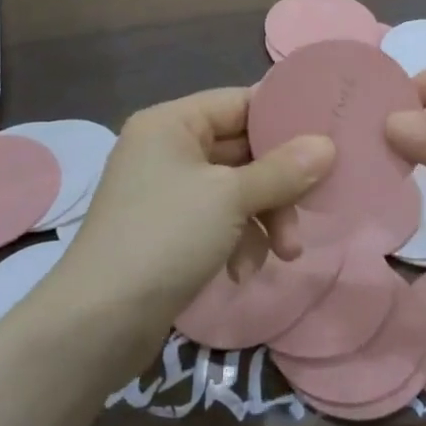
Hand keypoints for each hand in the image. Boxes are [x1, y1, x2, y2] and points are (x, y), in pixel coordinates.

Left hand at [60, 88, 334, 329]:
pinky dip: (238, 240)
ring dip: (265, 219)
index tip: (327, 136)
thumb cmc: (165, 238)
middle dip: (280, 184)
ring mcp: (166, 192)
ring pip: (236, 189)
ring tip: (286, 253)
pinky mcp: (169, 231)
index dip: (283, 118)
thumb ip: (282, 170)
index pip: (240, 103)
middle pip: (242, 150)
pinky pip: (218, 220)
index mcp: (172, 123)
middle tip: (314, 205)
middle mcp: (167, 149)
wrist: (98, 322)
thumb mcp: (231, 198)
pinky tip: (243, 271)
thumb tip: (327, 145)